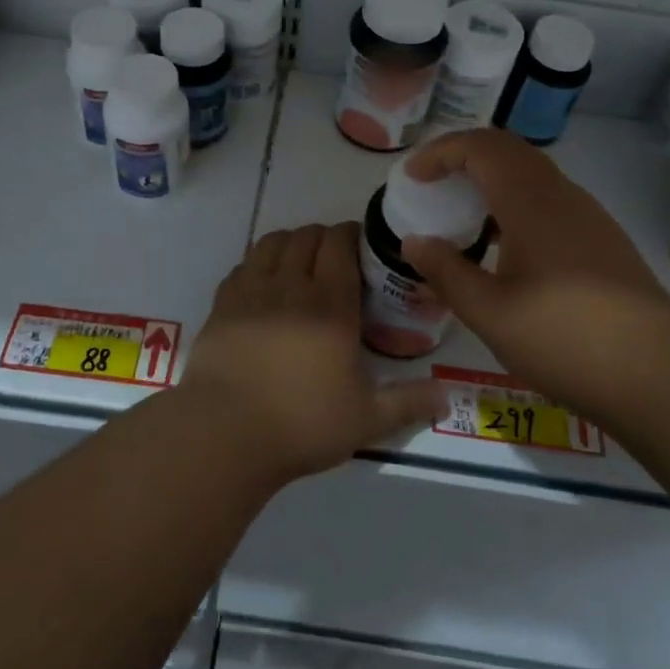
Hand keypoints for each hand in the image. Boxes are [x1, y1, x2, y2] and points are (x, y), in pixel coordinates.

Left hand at [180, 223, 446, 484]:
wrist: (224, 433)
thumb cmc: (301, 424)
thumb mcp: (366, 420)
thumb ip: (408, 403)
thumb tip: (447, 397)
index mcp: (330, 305)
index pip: (339, 244)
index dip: (351, 235)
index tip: (360, 247)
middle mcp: (291, 286)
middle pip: (306, 236)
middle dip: (324, 238)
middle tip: (334, 260)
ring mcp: (251, 291)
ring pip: (272, 242)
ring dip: (290, 243)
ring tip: (299, 265)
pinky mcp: (222, 304)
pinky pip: (243, 265)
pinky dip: (258, 264)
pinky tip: (263, 286)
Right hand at [402, 130, 669, 415]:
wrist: (661, 374)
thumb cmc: (565, 338)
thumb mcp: (489, 313)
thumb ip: (446, 272)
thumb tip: (414, 241)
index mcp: (530, 202)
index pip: (480, 147)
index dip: (440, 153)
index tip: (413, 177)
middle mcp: (562, 196)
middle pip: (508, 150)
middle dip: (464, 156)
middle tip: (433, 183)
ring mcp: (589, 216)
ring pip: (532, 173)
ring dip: (492, 178)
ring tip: (464, 213)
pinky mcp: (604, 240)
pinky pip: (549, 199)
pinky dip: (515, 201)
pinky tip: (507, 247)